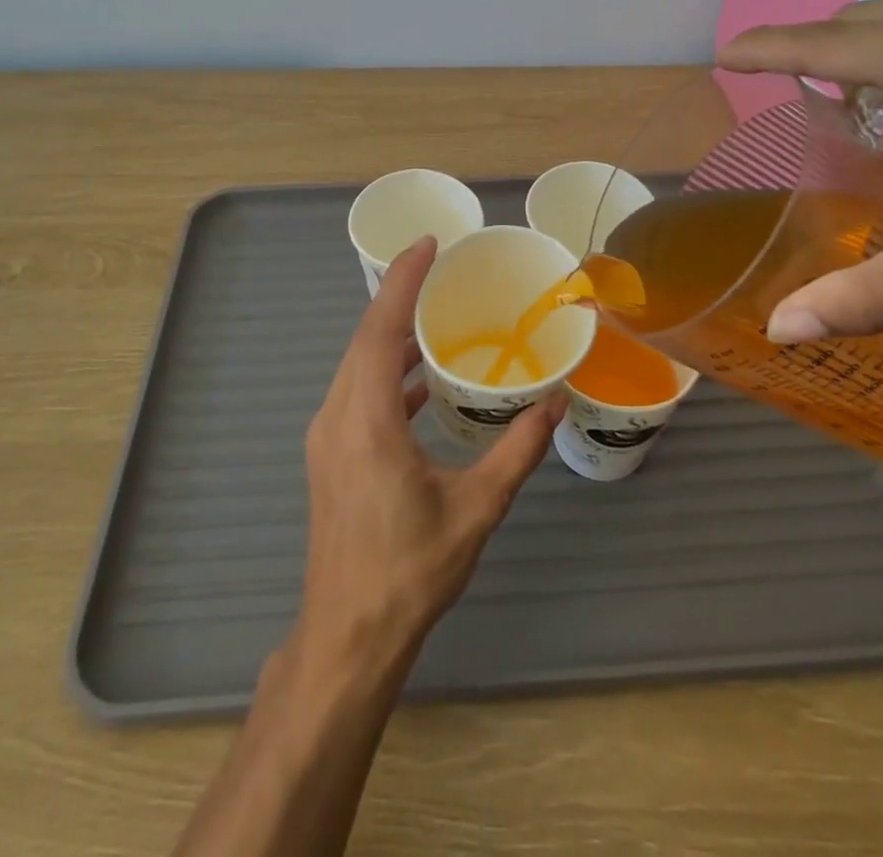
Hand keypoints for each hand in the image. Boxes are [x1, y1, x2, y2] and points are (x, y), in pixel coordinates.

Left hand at [296, 236, 564, 667]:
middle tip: (439, 269)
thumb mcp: (476, 508)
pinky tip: (420, 380)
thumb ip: (518, 450)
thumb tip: (555, 401)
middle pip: (364, 339)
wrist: (348, 638)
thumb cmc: (411, 571)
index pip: (379, 330)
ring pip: (356, 364)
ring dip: (390, 334)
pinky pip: (356, 391)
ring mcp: (327, 436)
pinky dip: (385, 371)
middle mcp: (337, 417)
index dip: (402, 281)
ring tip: (434, 315)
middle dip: (398, 297)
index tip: (427, 244)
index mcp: (367, 421)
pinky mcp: (330, 454)